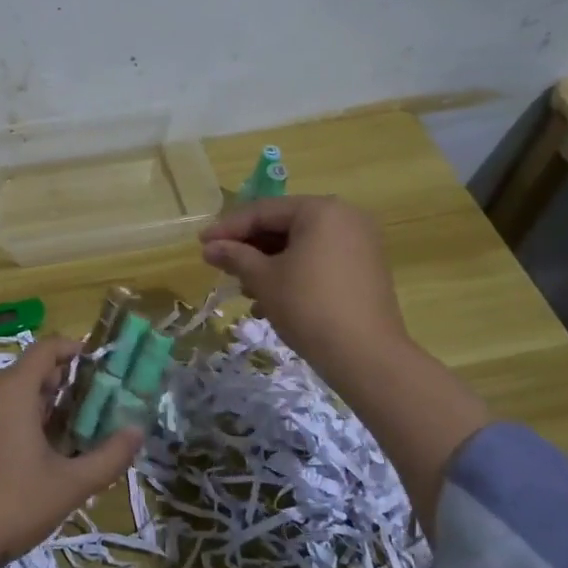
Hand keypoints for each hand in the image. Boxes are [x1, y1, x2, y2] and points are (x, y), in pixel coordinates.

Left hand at [0, 338, 143, 567]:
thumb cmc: (12, 506)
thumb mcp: (69, 485)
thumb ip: (109, 456)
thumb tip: (138, 431)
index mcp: (11, 390)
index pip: (45, 349)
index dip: (70, 350)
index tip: (90, 362)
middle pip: (22, 374)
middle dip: (51, 386)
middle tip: (76, 410)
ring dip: (23, 408)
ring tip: (45, 439)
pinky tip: (5, 461)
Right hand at [199, 195, 407, 377]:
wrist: (366, 357)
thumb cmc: (309, 306)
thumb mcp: (264, 279)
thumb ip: (235, 256)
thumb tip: (209, 247)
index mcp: (320, 210)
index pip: (263, 211)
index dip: (228, 228)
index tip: (201, 243)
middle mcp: (345, 218)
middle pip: (284, 226)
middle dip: (249, 248)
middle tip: (220, 264)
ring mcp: (360, 244)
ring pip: (301, 246)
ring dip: (268, 264)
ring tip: (244, 290)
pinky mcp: (365, 270)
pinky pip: (319, 261)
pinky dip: (293, 274)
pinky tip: (271, 302)